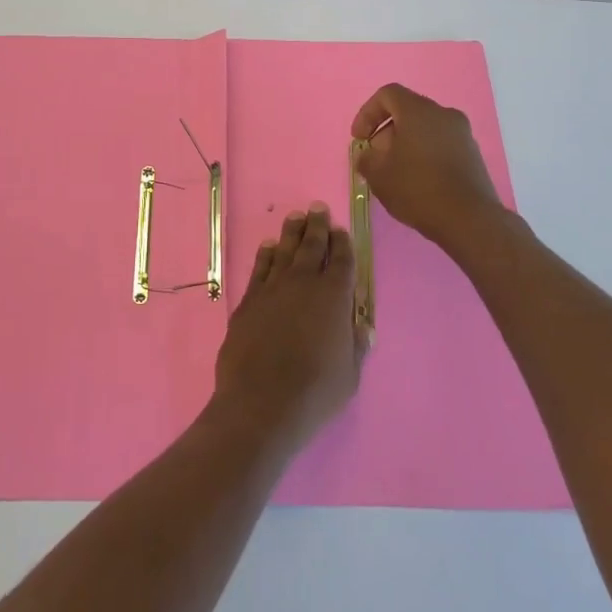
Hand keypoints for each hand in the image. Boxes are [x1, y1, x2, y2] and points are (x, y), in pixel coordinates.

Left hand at [210, 205, 367, 458]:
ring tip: (295, 217)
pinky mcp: (249, 300)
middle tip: (318, 208)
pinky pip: (260, 267)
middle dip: (317, 225)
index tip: (341, 230)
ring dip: (292, 232)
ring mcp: (273, 288)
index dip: (343, 243)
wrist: (261, 403)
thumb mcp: (350, 375)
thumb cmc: (315, 392)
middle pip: (312, 246)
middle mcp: (303, 283)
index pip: (342, 260)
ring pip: (284, 250)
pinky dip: (265, 254)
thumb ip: (356, 345)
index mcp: (334, 297)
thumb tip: (362, 325)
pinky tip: (268, 245)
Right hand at [351, 83, 504, 251]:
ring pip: (425, 129)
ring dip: (405, 145)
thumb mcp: (378, 175)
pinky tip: (418, 182)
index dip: (367, 113)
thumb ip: (366, 159)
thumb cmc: (418, 189)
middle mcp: (444, 114)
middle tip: (376, 159)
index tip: (359, 139)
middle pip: (407, 112)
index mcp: (419, 111)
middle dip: (386, 132)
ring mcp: (462, 134)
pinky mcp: (473, 154)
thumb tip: (368, 155)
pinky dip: (425, 154)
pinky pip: (441, 144)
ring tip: (395, 174)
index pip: (388, 95)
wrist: (469, 220)